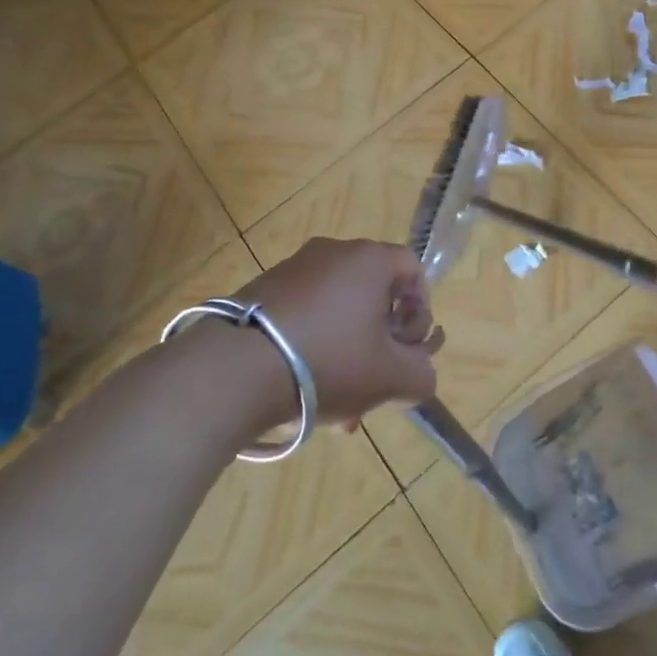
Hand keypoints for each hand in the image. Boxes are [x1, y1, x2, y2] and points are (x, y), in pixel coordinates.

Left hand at [232, 238, 442, 427]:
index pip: (412, 268)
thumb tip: (421, 375)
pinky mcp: (261, 290)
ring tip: (339, 402)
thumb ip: (421, 375)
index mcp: (370, 260)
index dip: (421, 307)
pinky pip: (303, 315)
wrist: (235, 369)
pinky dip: (313, 345)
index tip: (410, 345)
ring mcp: (293, 269)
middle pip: (373, 292)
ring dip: (347, 349)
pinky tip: (304, 389)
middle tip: (376, 380)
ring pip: (337, 310)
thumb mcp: (390, 378)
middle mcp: (333, 252)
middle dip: (381, 339)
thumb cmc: (329, 361)